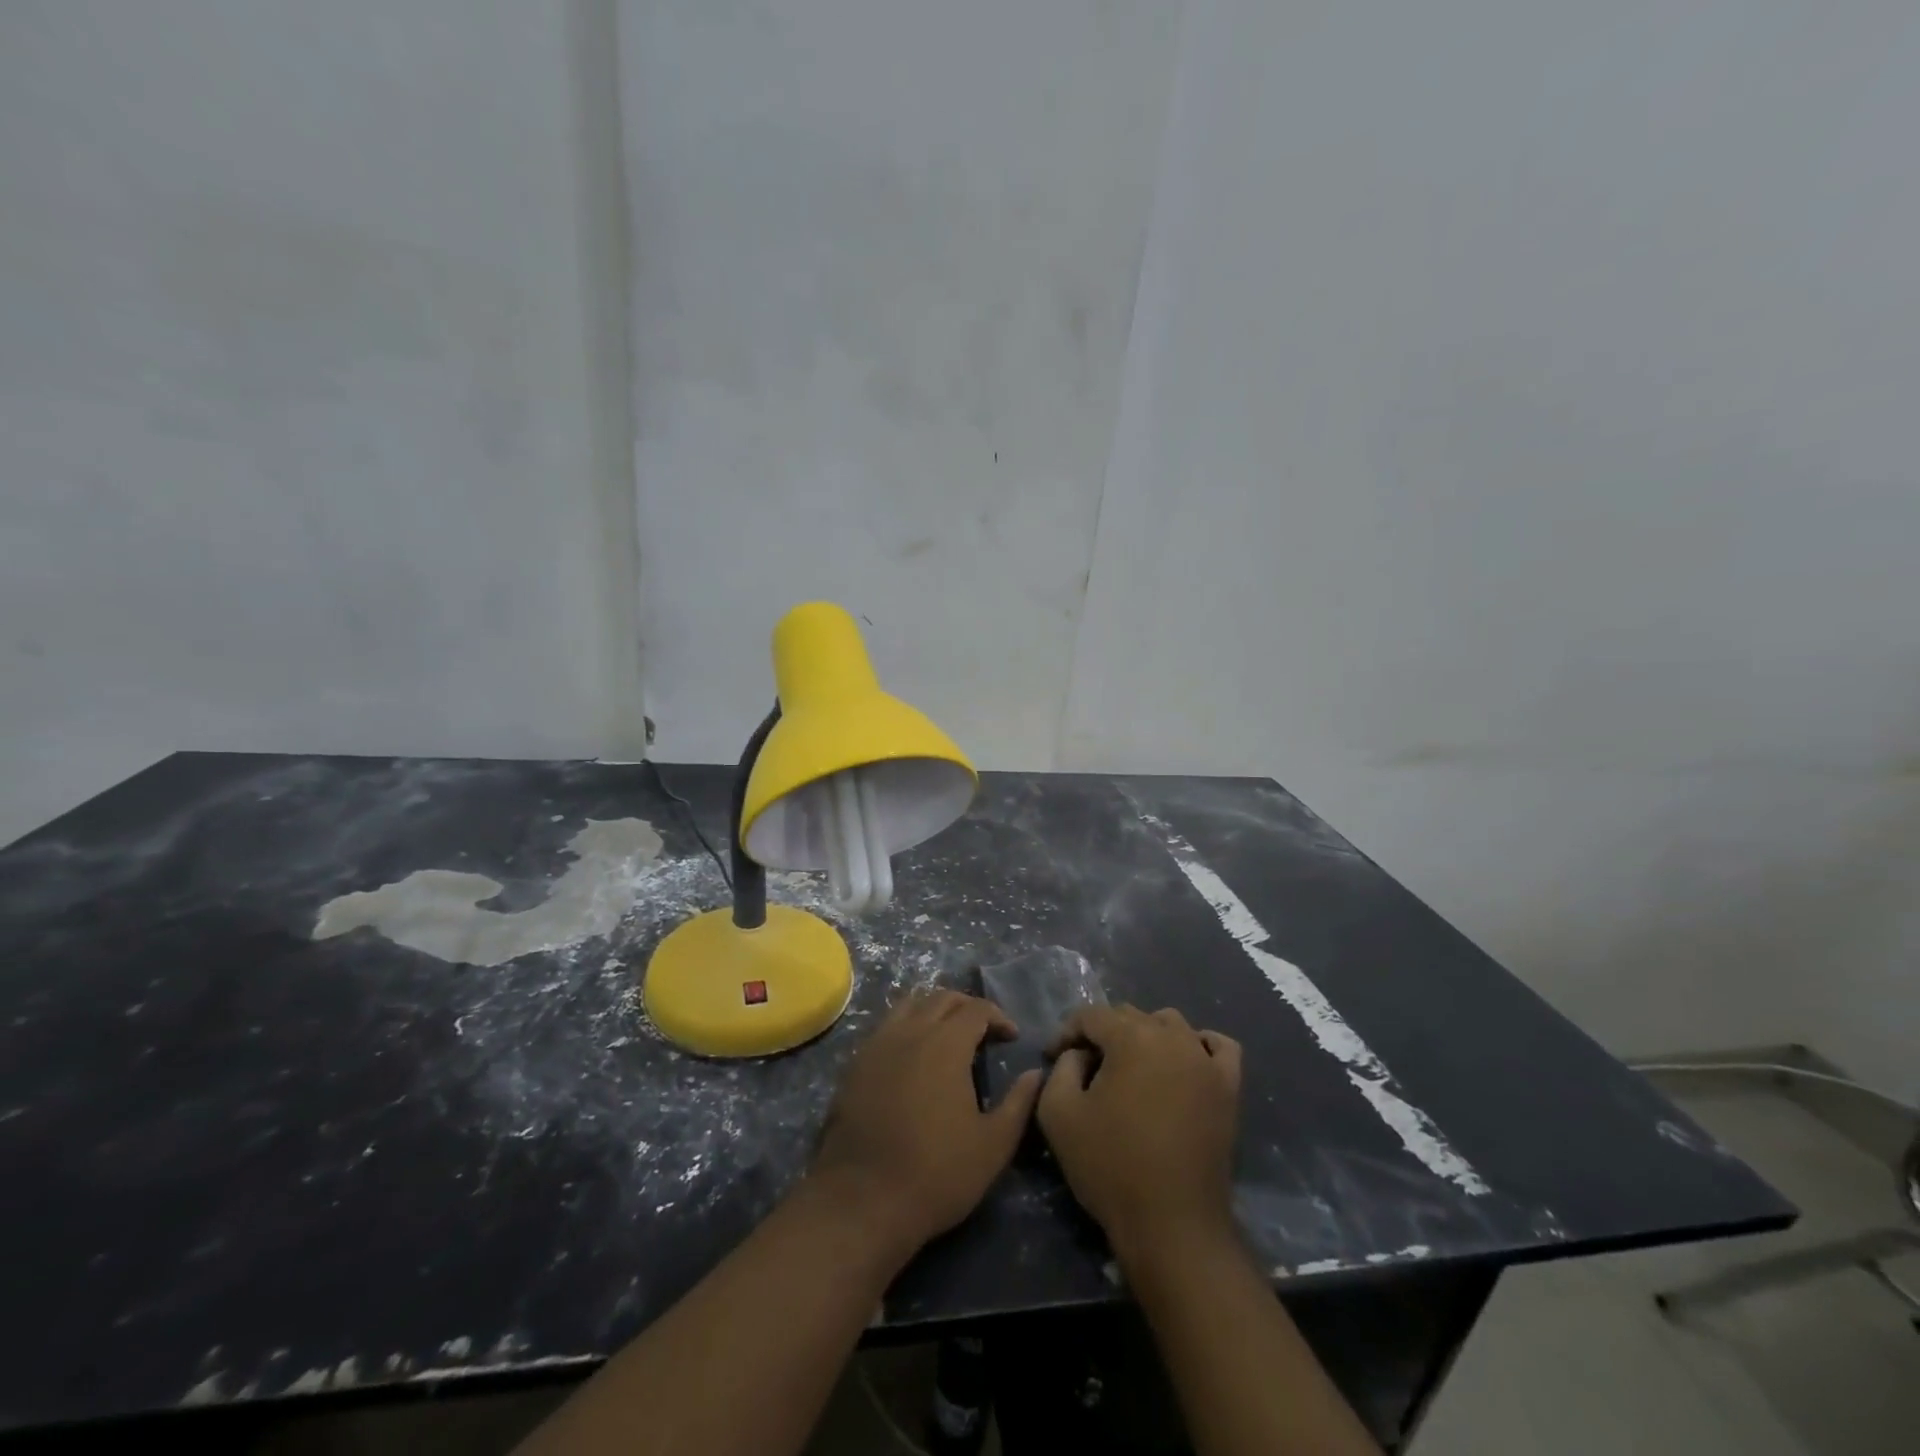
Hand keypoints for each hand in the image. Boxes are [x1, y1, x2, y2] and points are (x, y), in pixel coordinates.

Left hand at [807, 989, 1042, 1257]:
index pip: (976, 1008)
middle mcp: (909, 1031)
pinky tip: (914, 1057)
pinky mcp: (855, 1065)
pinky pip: (886, 1028)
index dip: (998, 1017)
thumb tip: (1036, 1073)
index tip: (1011, 1037)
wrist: (862, 1200)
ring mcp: (877, 1045)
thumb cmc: (937, 1173)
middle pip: (941, 998)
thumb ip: (1019, 1103)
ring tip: (948, 1036)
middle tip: (984, 1031)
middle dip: (967, 1007)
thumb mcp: (993, 1145)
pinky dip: (907, 1027)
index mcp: (945, 1043)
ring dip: (934, 1010)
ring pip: (909, 1005)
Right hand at [1038, 1005, 1241, 1256]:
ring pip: (1171, 1025)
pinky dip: (1199, 1045)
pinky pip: (1218, 1047)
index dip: (1067, 1032)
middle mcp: (1173, 1037)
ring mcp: (1206, 1061)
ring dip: (1145, 1036)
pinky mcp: (1229, 1088)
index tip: (1052, 1057)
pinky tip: (1183, 1062)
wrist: (1172, 1226)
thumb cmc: (1110, 1167)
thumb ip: (1062, 1068)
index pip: (1091, 1015)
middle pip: (1130, 1016)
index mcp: (1131, 1037)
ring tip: (1130, 1068)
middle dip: (1103, 1034)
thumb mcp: (1058, 1113)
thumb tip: (1080, 1055)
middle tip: (1085, 1068)